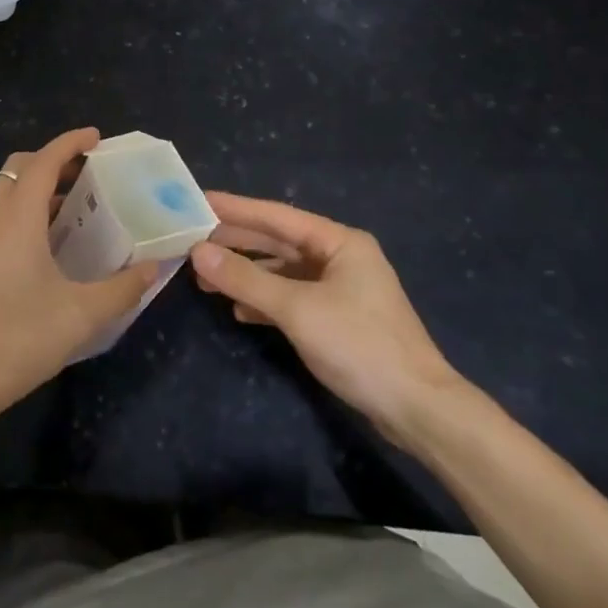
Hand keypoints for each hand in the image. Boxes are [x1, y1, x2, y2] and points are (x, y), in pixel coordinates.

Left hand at [0, 128, 155, 452]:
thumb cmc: (15, 340)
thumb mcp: (79, 317)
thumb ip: (122, 289)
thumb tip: (153, 268)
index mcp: (15, 218)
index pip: (42, 161)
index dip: (70, 143)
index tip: (96, 137)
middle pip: (18, 170)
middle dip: (52, 163)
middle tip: (88, 175)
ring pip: (2, 194)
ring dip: (34, 190)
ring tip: (71, 209)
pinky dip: (19, 214)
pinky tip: (41, 247)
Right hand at [189, 192, 468, 451]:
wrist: (416, 408)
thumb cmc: (359, 345)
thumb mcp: (296, 309)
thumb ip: (246, 279)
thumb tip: (198, 252)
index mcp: (340, 242)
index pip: (276, 216)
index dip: (235, 208)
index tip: (197, 200)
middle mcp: (340, 257)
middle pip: (278, 242)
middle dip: (236, 243)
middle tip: (191, 238)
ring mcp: (340, 289)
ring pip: (282, 271)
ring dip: (246, 275)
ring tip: (204, 278)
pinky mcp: (337, 318)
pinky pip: (291, 297)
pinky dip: (265, 301)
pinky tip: (239, 310)